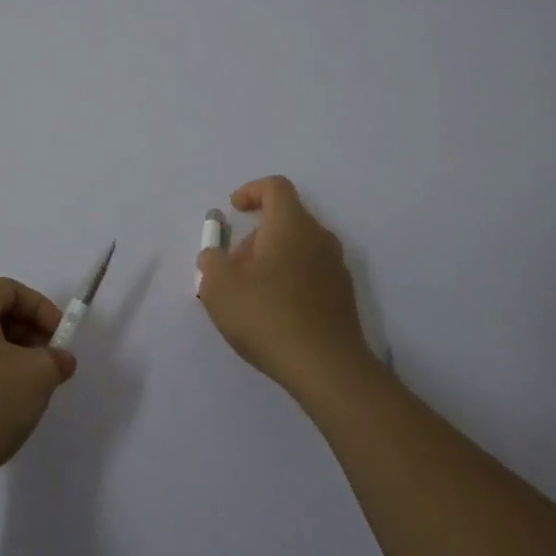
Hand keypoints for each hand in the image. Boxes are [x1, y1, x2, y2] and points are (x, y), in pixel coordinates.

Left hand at [0, 278, 76, 499]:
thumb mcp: (36, 376)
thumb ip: (56, 360)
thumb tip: (60, 359)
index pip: (11, 290)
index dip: (43, 309)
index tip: (62, 339)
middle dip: (28, 336)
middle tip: (49, 365)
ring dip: (10, 360)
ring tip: (29, 391)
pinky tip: (1, 410)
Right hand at [197, 176, 374, 398]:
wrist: (328, 368)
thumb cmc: (268, 316)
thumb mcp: (219, 287)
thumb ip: (211, 261)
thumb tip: (215, 255)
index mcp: (291, 225)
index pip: (275, 187)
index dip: (251, 191)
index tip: (233, 211)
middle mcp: (319, 238)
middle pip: (285, 219)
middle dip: (255, 235)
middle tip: (232, 266)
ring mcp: (336, 267)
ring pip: (298, 247)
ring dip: (271, 259)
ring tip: (249, 294)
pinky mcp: (343, 296)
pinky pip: (310, 273)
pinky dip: (289, 280)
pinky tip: (273, 314)